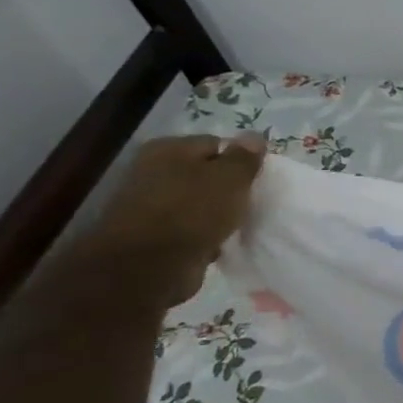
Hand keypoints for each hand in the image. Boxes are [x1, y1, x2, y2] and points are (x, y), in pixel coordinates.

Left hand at [86, 134, 267, 306]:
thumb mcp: (231, 178)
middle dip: (226, 186)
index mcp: (168, 149)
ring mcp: (147, 203)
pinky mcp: (149, 234)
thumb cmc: (193, 211)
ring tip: (235, 224)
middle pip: (203, 172)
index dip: (239, 160)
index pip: (216, 144)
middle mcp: (151, 170)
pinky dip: (201, 233)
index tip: (255, 179)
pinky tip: (216, 242)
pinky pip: (187, 226)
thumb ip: (245, 157)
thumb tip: (254, 135)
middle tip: (248, 201)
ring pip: (196, 201)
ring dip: (215, 212)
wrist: (148, 266)